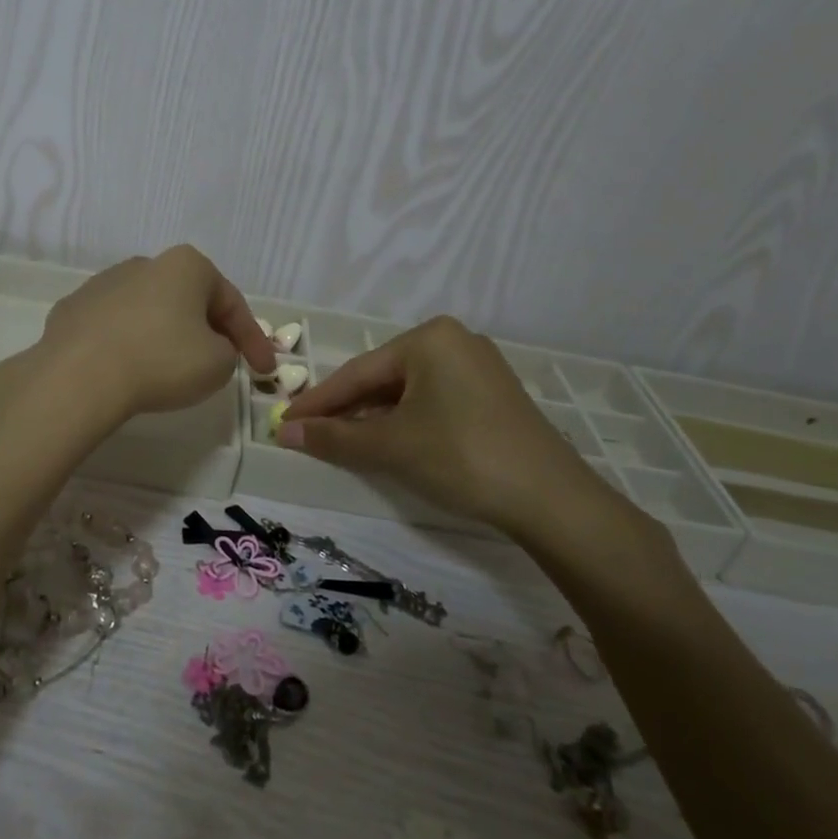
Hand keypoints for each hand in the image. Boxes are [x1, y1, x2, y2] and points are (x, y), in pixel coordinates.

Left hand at [28, 245, 276, 421]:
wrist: (79, 376)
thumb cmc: (162, 361)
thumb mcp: (218, 364)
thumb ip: (228, 351)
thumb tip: (209, 348)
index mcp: (186, 266)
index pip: (231, 302)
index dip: (253, 339)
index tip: (264, 370)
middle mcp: (144, 264)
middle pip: (188, 300)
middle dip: (207, 330)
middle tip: (219, 363)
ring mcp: (102, 283)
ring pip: (148, 311)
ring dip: (164, 335)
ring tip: (169, 370)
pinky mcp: (72, 309)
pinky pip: (113, 327)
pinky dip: (127, 345)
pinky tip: (127, 370)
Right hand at [275, 315, 613, 542]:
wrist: (552, 500)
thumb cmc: (461, 457)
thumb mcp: (390, 447)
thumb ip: (334, 437)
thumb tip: (285, 434)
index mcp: (429, 338)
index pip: (357, 372)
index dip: (318, 402)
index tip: (284, 423)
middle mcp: (455, 341)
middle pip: (383, 379)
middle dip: (346, 410)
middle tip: (310, 435)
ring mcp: (478, 367)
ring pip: (408, 392)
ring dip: (374, 419)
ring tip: (343, 443)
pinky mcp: (493, 396)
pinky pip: (433, 401)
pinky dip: (406, 422)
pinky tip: (390, 443)